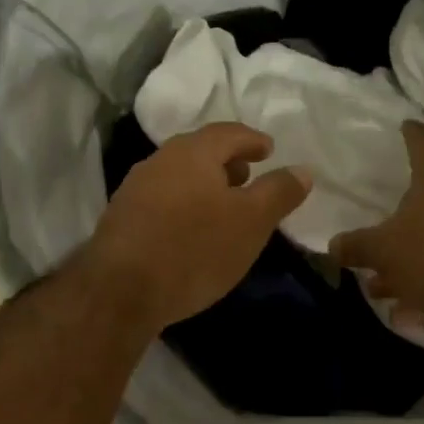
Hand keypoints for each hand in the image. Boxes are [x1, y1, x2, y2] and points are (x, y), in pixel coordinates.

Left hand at [82, 123, 311, 331]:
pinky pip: (162, 201)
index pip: (229, 133)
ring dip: (204, 186)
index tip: (268, 150)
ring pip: (178, 177)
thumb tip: (302, 170)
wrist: (121, 290)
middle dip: (227, 162)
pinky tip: (191, 233)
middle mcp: (159, 161)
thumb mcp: (251, 222)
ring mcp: (134, 190)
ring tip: (223, 208)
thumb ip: (278, 193)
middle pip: (200, 152)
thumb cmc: (195, 249)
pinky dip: (184, 206)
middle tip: (247, 177)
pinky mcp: (121, 220)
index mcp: (193, 152)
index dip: (252, 140)